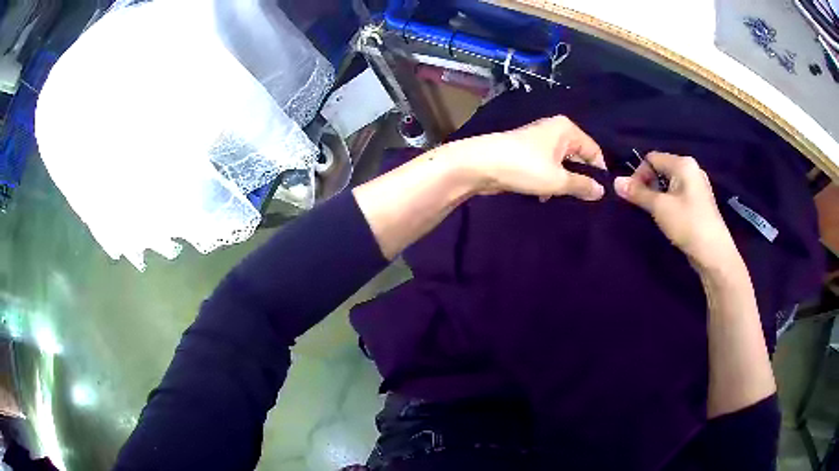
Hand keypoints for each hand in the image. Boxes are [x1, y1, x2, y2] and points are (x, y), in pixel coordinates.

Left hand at [456, 116, 606, 200]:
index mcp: (567, 129)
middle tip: (583, 201)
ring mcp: (539, 141)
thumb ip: (582, 186)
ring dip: (562, 182)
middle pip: (578, 157)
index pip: (594, 151)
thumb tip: (601, 192)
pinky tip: (544, 196)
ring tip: (563, 200)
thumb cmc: (524, 167)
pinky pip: (547, 167)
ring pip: (561, 164)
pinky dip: (548, 181)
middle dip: (579, 179)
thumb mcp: (558, 180)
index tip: (601, 195)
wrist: (480, 165)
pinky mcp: (526, 153)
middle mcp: (555, 130)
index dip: (599, 173)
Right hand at [614, 152, 739, 272]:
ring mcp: (697, 185)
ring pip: (669, 183)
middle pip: (661, 168)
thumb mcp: (659, 208)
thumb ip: (638, 193)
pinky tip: (668, 217)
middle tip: (642, 205)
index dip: (639, 174)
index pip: (652, 158)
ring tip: (654, 213)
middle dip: (648, 184)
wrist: (713, 253)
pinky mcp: (699, 201)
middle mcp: (691, 169)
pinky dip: (669, 201)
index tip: (633, 195)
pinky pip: (678, 193)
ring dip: (658, 195)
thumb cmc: (688, 224)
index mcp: (683, 164)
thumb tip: (615, 181)